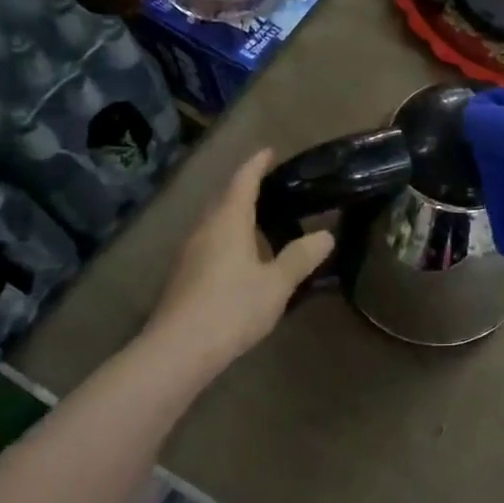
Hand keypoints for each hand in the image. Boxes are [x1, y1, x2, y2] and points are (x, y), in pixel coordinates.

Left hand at [140, 149, 333, 376]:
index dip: (257, 164)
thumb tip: (326, 235)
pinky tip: (243, 257)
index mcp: (228, 221)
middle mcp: (205, 229)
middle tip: (272, 185)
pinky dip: (229, 238)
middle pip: (225, 199)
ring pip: (216, 222)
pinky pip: (210, 243)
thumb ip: (301, 257)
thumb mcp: (277, 283)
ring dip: (236, 215)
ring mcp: (190, 253)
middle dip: (246, 188)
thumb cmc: (231, 308)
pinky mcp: (184, 276)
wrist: (177, 351)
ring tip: (262, 220)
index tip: (269, 150)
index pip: (243, 181)